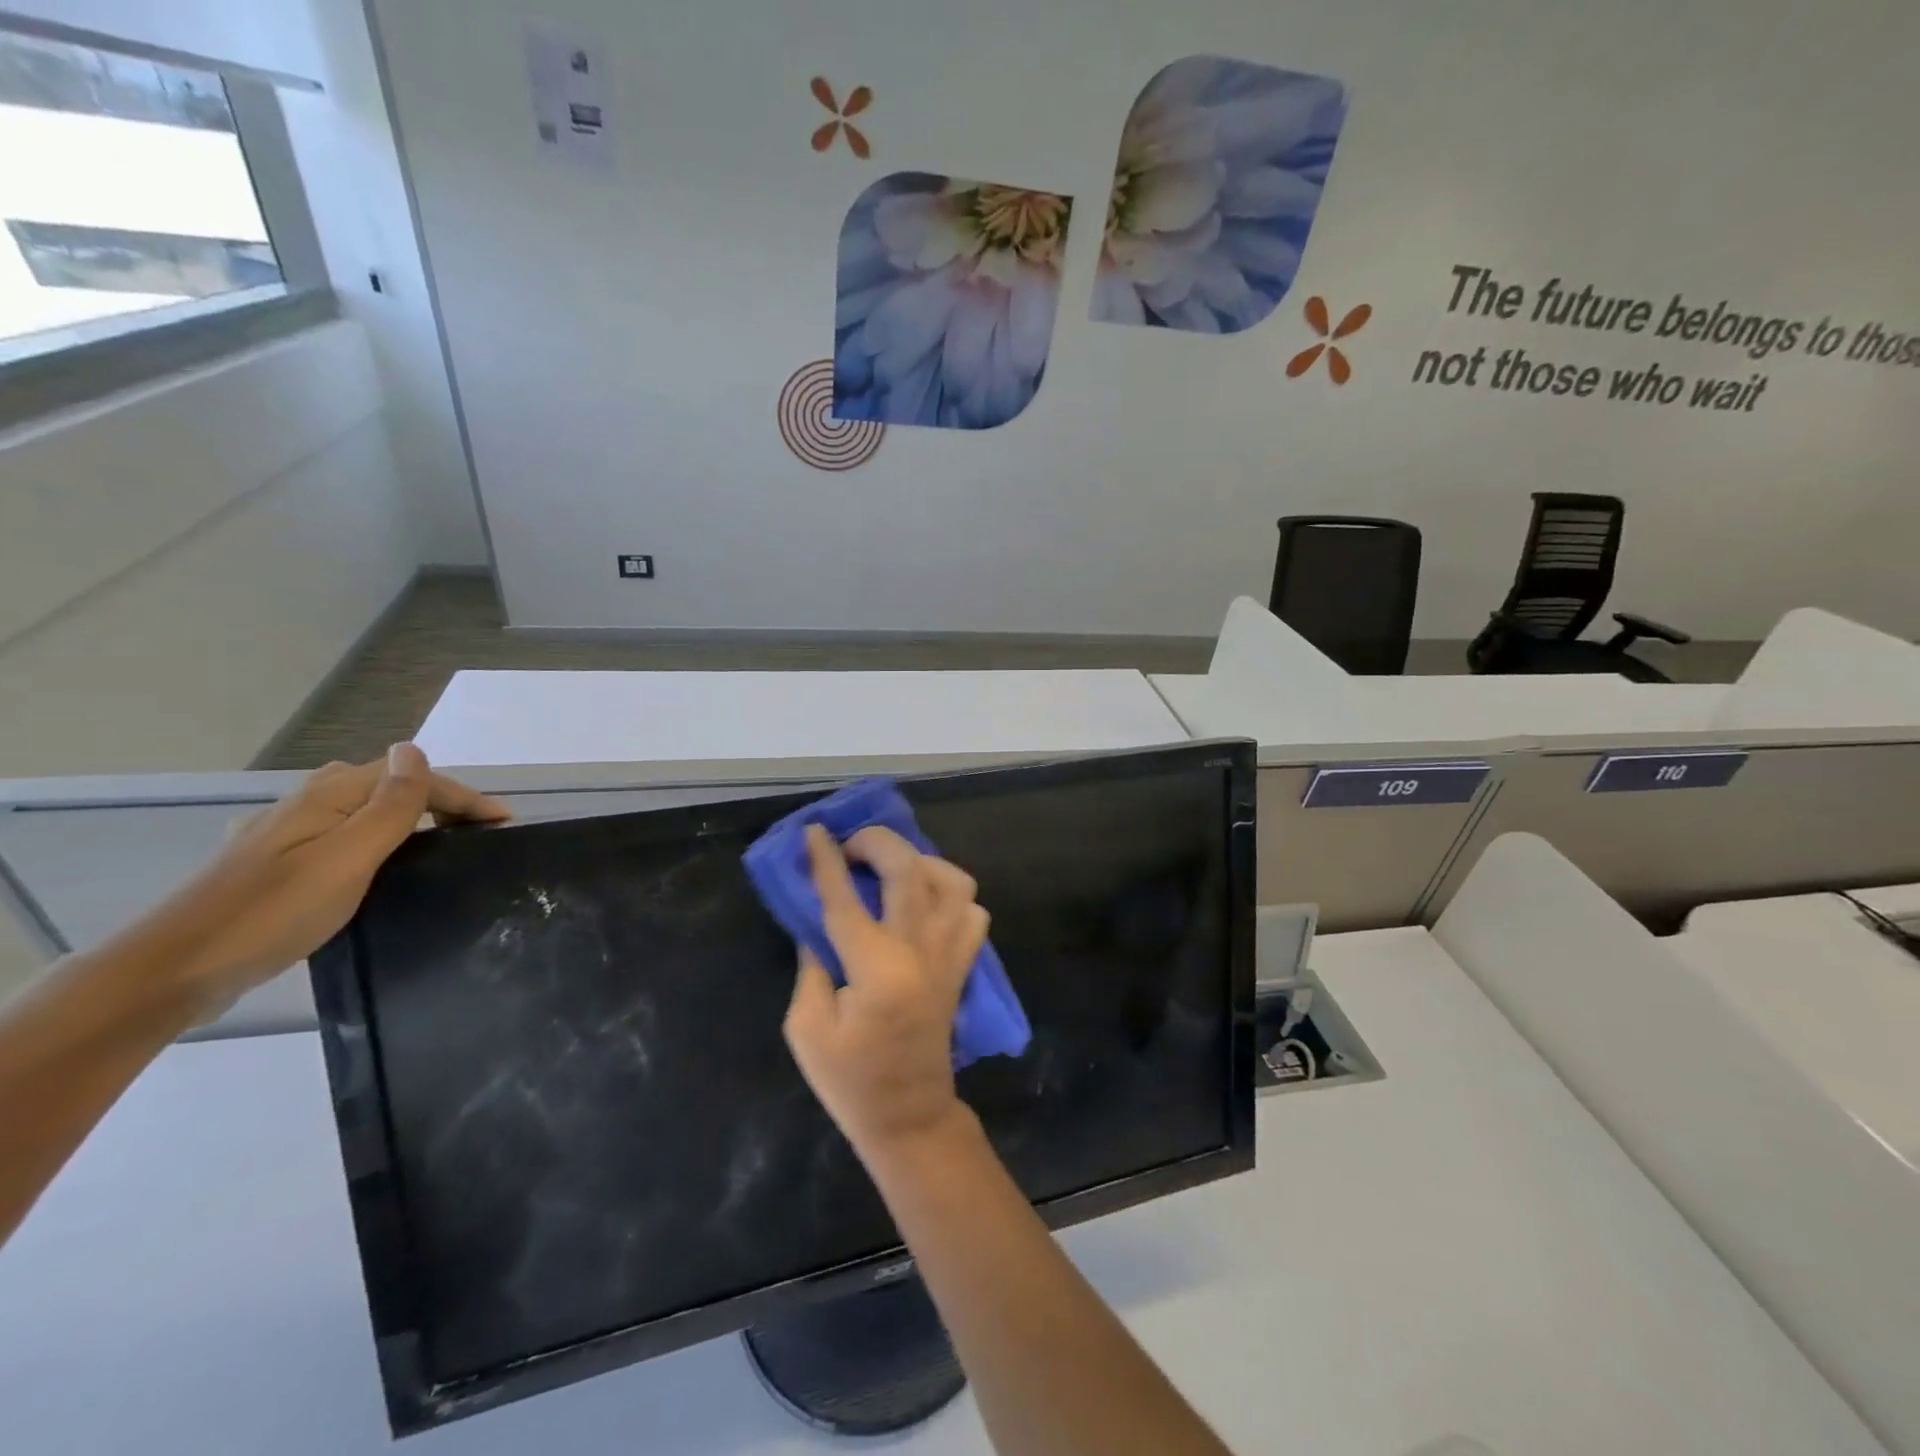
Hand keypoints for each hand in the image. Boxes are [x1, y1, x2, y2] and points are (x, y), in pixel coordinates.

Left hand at [120, 744, 508, 1020]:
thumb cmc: (273, 912)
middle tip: (477, 833)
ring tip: (439, 844)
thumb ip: (389, 804)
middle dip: (438, 800)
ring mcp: (283, 834)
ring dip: (407, 816)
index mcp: (328, 797)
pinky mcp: (272, 865)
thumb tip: (414, 750)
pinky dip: (374, 839)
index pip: (411, 777)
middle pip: (387, 786)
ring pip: (361, 809)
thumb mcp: (348, 857)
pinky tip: (374, 864)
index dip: (463, 795)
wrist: (172, 971)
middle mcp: (305, 804)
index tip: (505, 823)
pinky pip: (340, 835)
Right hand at [783, 824, 990, 1160]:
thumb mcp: (807, 1028)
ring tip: (890, 870)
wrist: (910, 1116)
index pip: (846, 898)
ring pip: (952, 881)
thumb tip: (817, 920)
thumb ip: (812, 965)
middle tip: (849, 847)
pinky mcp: (962, 965)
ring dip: (919, 860)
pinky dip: (949, 893)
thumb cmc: (850, 1081)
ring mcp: (949, 955)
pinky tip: (922, 901)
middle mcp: (920, 951)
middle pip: (908, 870)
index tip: (814, 831)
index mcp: (876, 968)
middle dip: (876, 843)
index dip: (826, 860)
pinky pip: (971, 911)